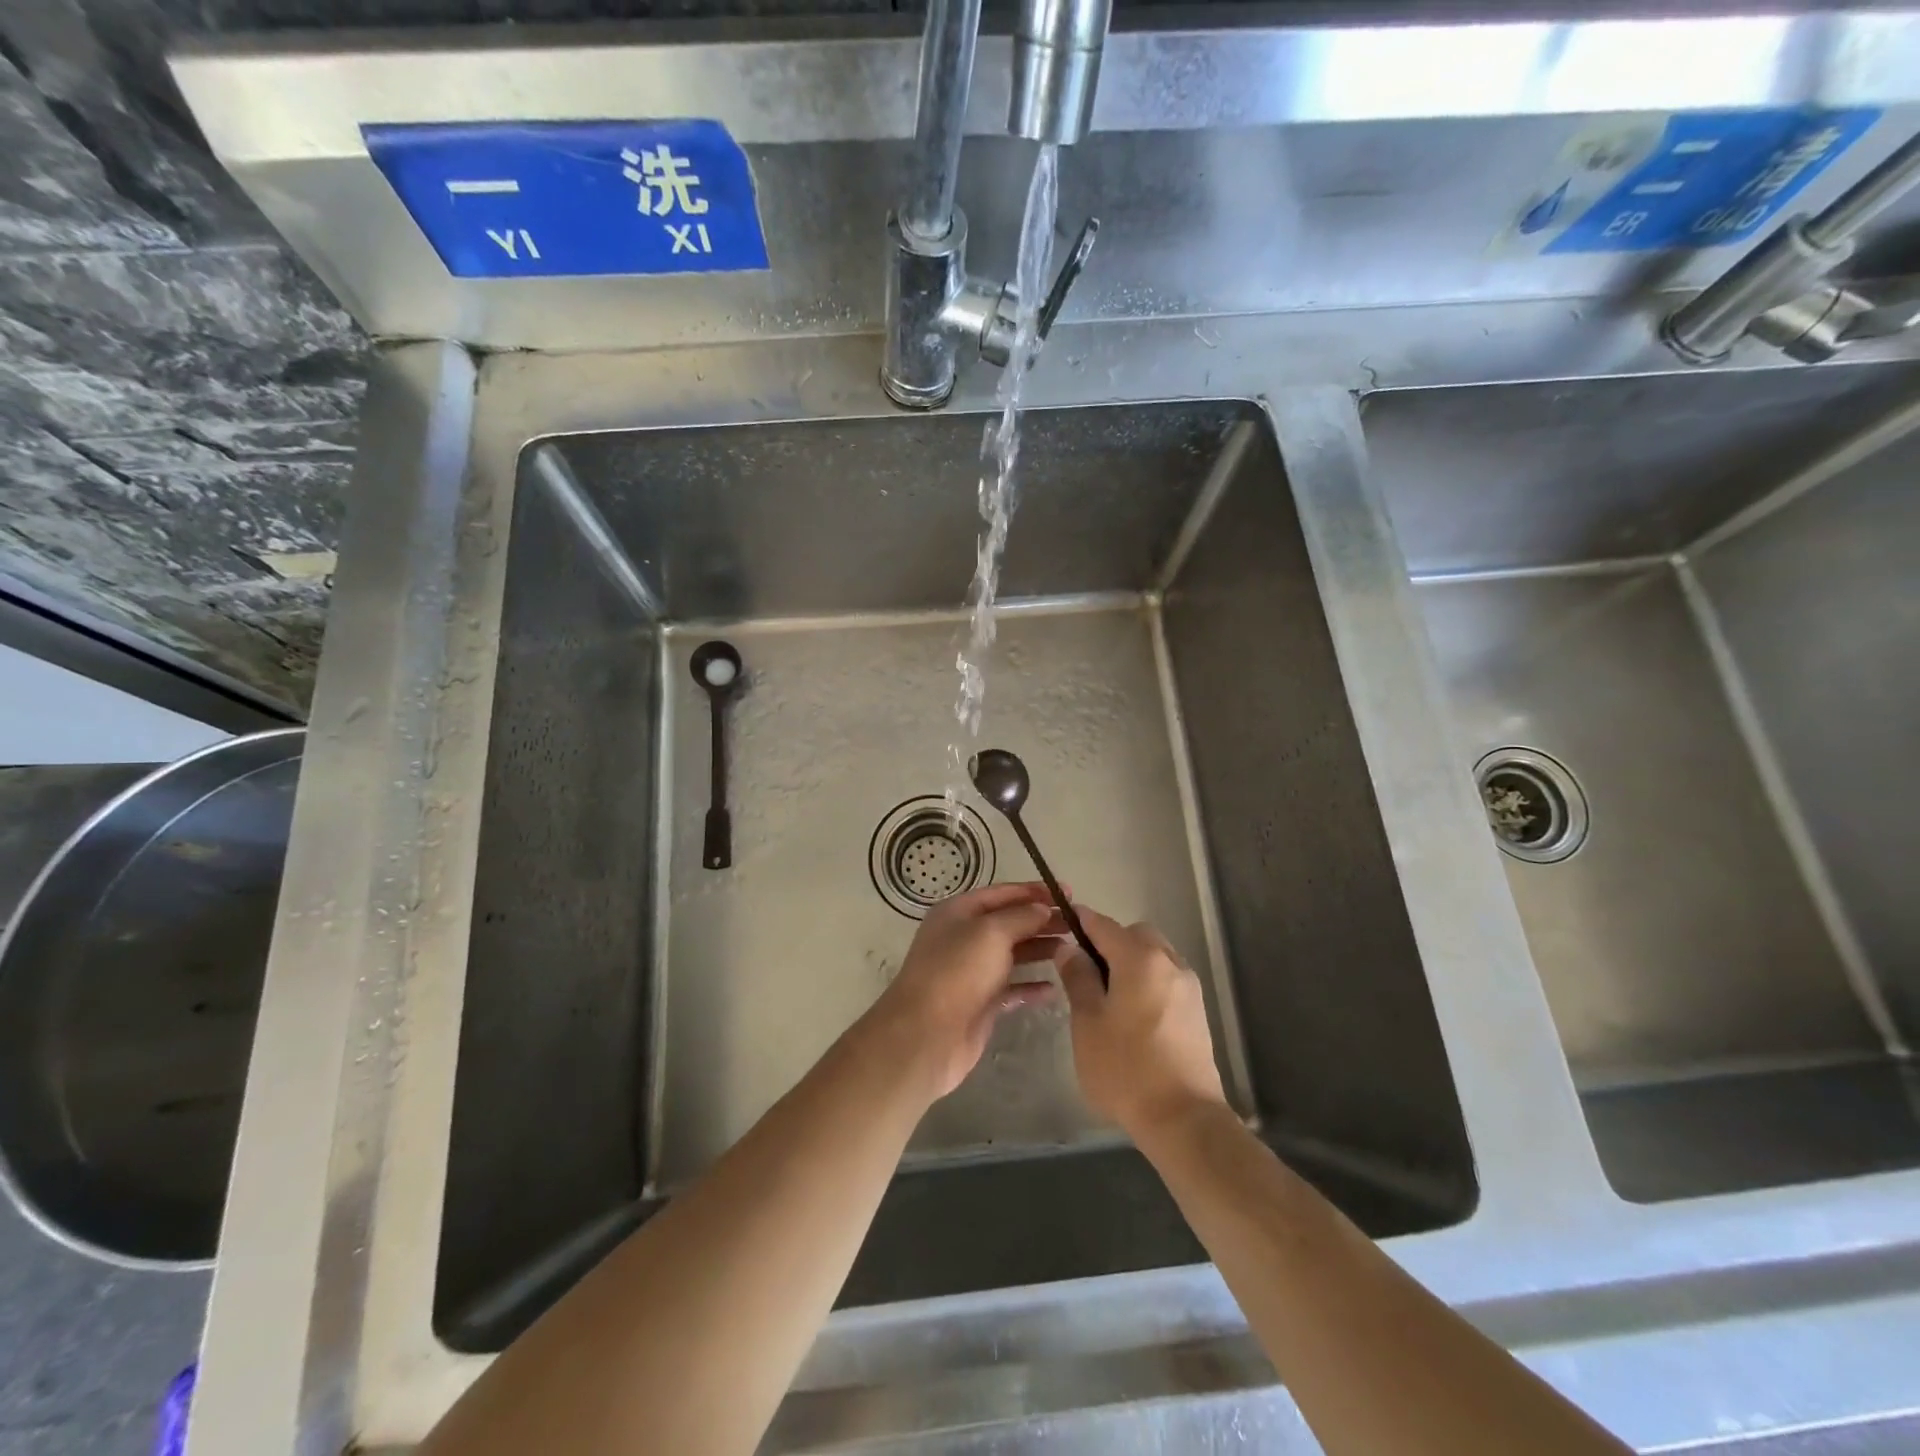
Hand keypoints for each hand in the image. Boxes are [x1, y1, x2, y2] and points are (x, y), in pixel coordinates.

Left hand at [866, 882, 1064, 1099]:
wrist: (927, 1034)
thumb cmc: (957, 972)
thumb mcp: (990, 932)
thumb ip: (1021, 917)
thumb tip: (1043, 909)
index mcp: (960, 912)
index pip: (1002, 893)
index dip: (1034, 891)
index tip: (1068, 893)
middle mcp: (965, 938)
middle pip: (1010, 923)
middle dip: (1042, 920)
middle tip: (1078, 924)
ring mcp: (973, 972)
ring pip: (1013, 955)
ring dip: (1041, 950)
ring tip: (1074, 949)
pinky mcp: (981, 1003)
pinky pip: (1013, 989)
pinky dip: (1032, 986)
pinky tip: (1056, 987)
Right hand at [1056, 908, 1226, 1141]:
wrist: (1183, 1119)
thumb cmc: (1125, 1068)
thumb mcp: (1087, 1021)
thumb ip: (1078, 978)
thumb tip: (1069, 948)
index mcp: (1140, 958)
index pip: (1103, 924)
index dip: (1080, 921)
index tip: (1062, 924)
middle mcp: (1169, 962)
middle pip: (1135, 934)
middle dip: (1110, 942)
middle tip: (1085, 971)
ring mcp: (1189, 987)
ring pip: (1154, 956)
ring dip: (1131, 962)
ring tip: (1108, 997)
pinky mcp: (1198, 1011)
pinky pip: (1166, 979)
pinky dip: (1148, 982)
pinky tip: (1132, 1015)